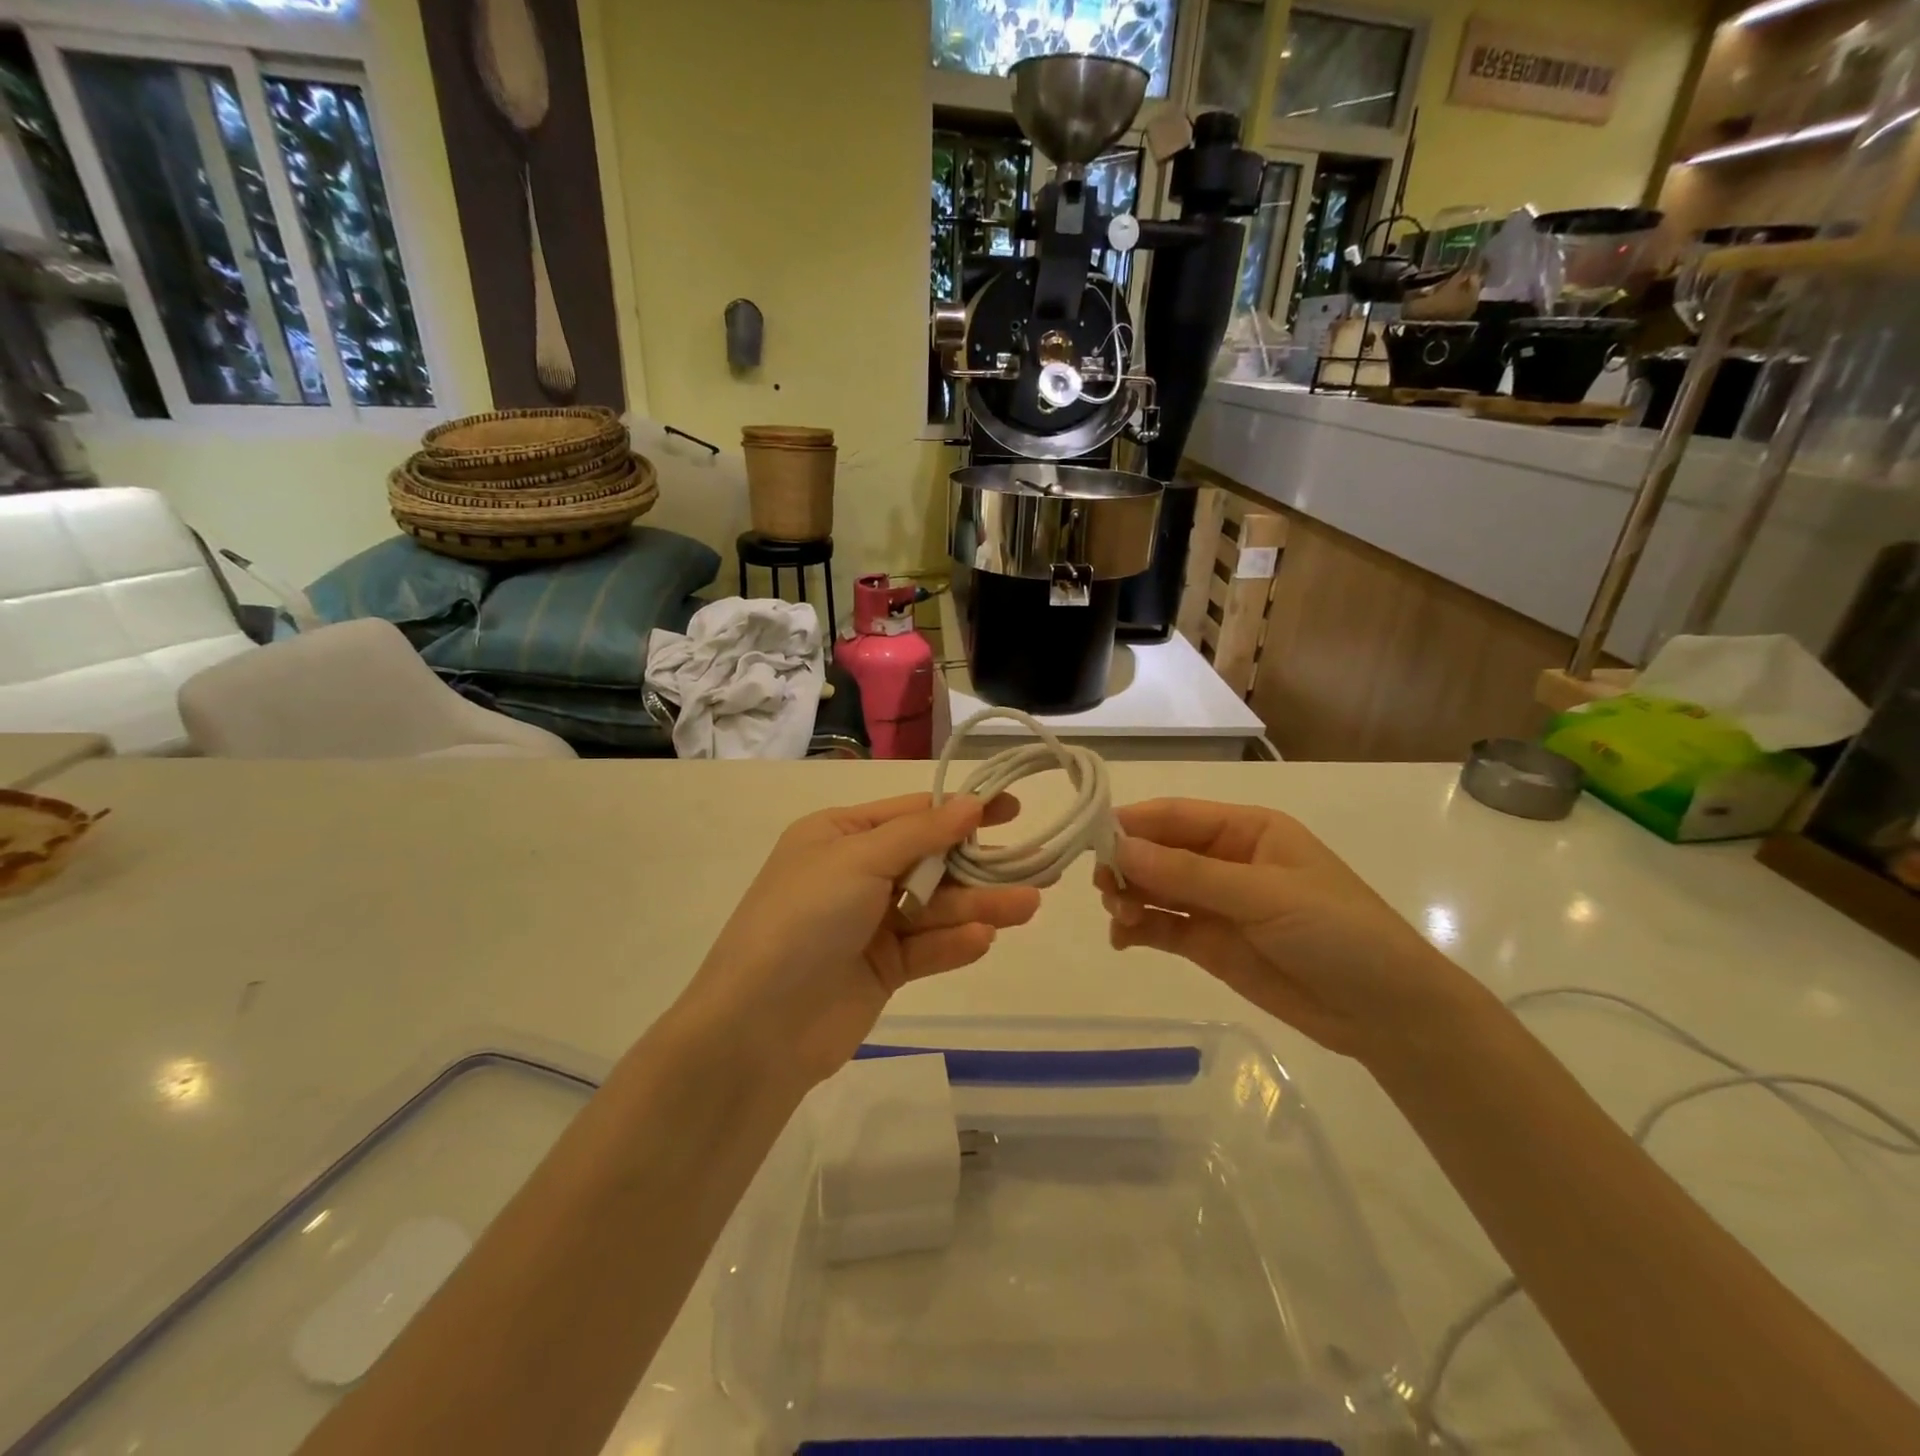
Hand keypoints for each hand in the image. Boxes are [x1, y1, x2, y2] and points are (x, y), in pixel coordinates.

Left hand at [682, 794, 1040, 1088]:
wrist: (759, 1027)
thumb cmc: (805, 919)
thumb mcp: (859, 859)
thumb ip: (921, 833)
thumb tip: (972, 802)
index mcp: (840, 835)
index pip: (912, 813)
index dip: (962, 810)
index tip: (1011, 808)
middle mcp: (855, 873)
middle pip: (931, 861)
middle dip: (978, 865)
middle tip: (1036, 866)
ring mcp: (869, 924)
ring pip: (935, 907)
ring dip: (978, 905)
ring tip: (1028, 906)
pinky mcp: (882, 969)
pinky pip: (926, 948)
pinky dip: (954, 943)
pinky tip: (983, 939)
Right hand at [1096, 798, 1483, 1065]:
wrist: (1387, 1015)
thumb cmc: (1338, 933)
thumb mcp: (1265, 895)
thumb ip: (1189, 874)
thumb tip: (1120, 848)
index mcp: (1246, 829)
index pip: (1176, 816)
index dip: (1133, 824)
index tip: (1090, 840)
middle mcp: (1225, 860)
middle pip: (1158, 851)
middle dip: (1126, 865)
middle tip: (1103, 888)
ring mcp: (1215, 904)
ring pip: (1154, 889)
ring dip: (1128, 897)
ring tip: (1118, 918)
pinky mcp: (1210, 944)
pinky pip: (1162, 927)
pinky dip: (1137, 929)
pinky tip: (1124, 940)